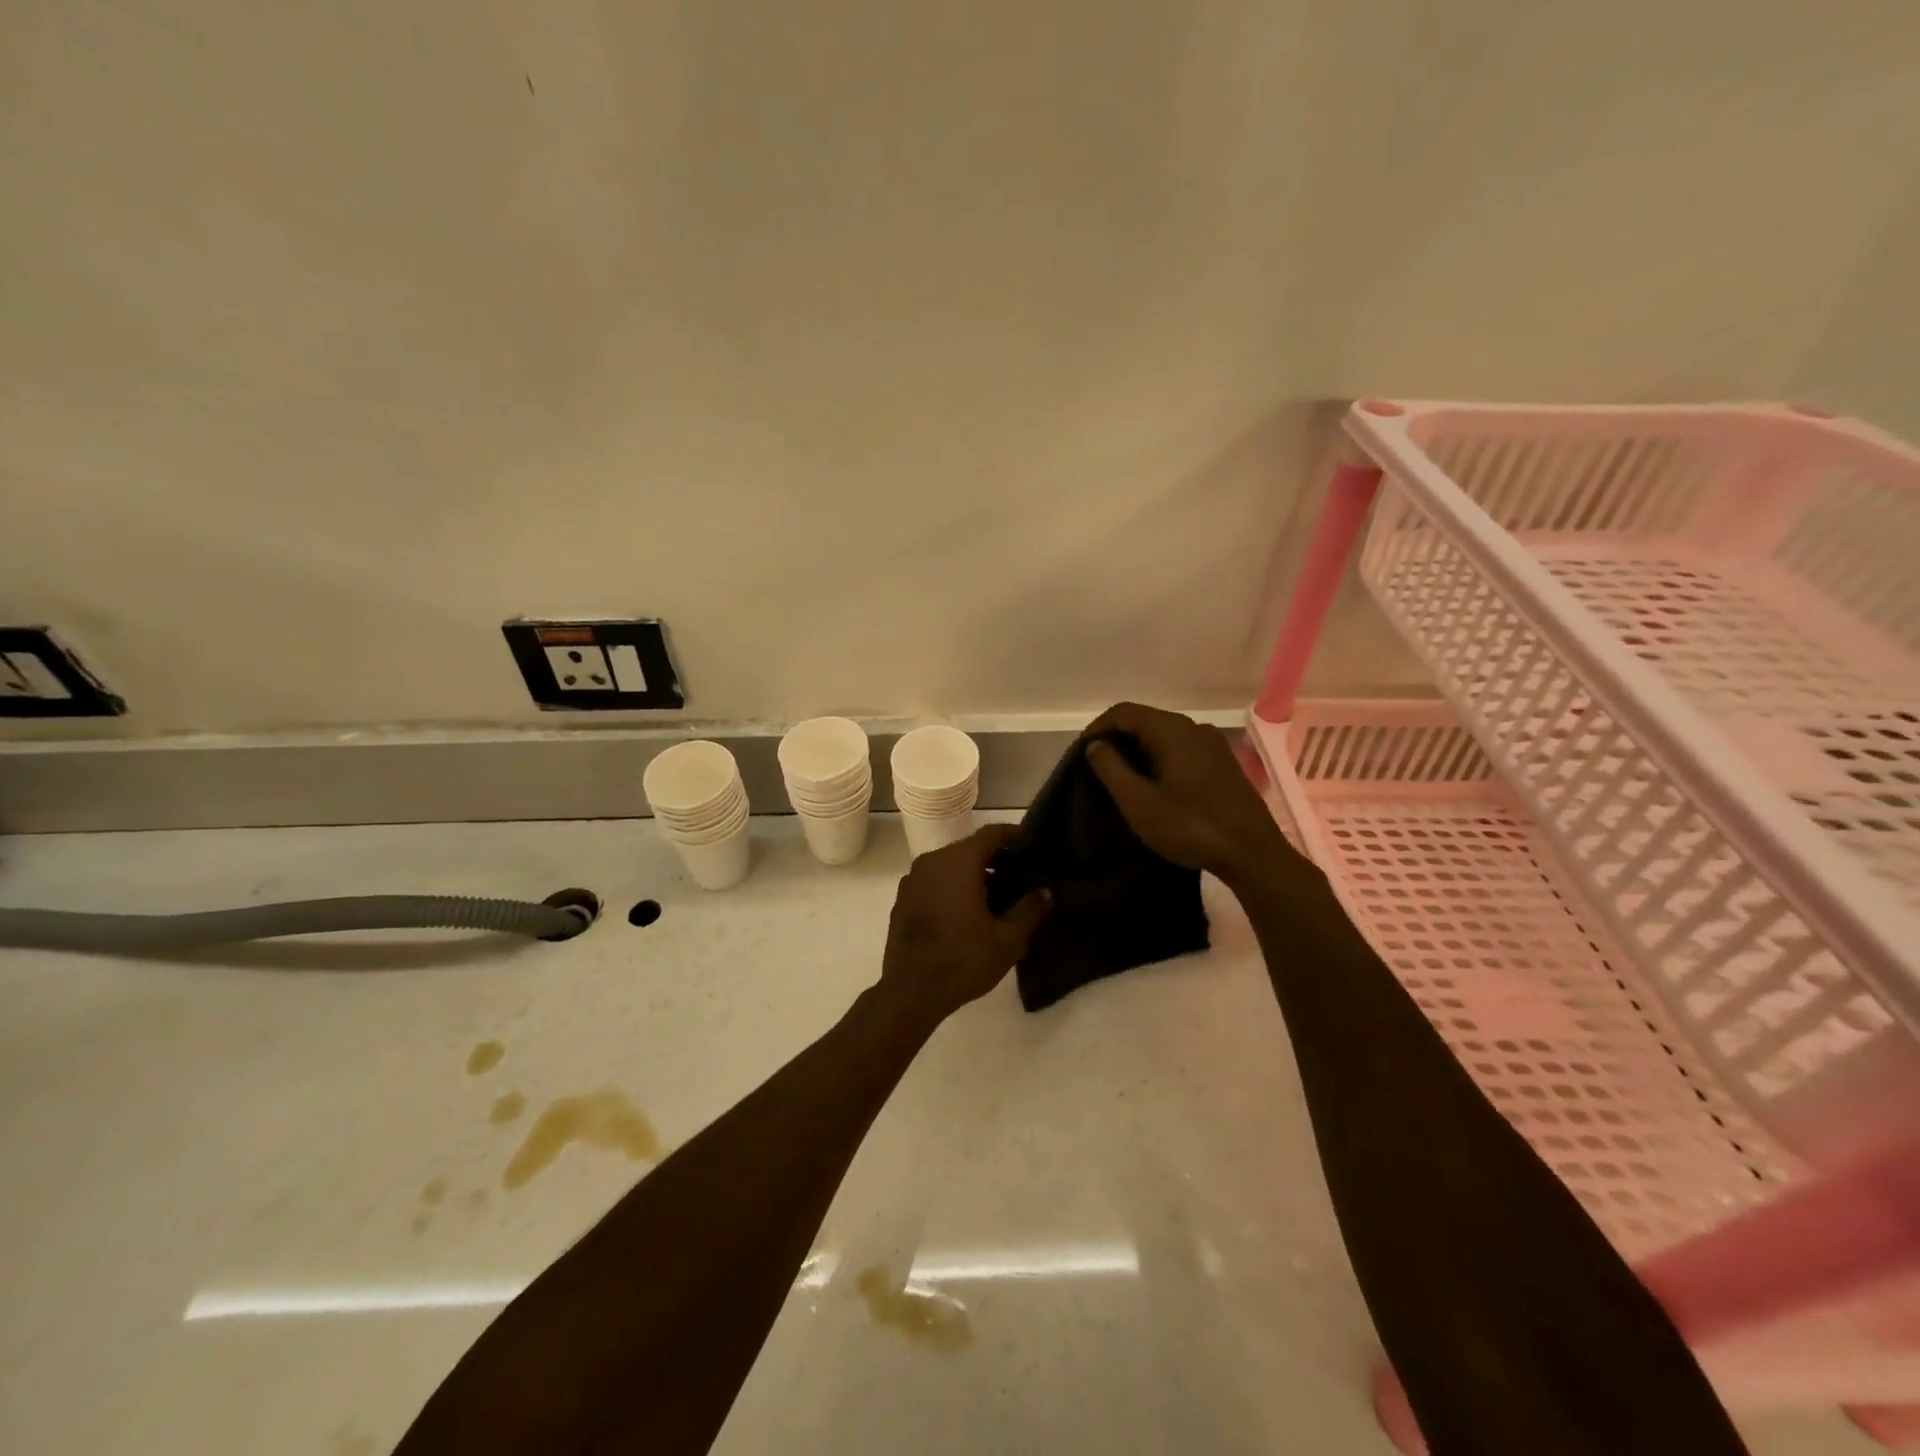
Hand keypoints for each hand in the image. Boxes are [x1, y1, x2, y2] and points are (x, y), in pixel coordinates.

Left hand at [878, 825, 1050, 1026]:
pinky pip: (934, 881)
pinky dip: (952, 886)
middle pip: (969, 848)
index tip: (1030, 842)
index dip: (1012, 834)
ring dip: (973, 873)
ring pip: (950, 865)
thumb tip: (1045, 891)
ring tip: (997, 895)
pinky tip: (967, 911)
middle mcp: (932, 861)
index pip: (990, 834)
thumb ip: (1029, 910)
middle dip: (995, 857)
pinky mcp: (903, 899)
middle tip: (1019, 873)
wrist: (910, 992)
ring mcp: (913, 880)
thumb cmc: (963, 961)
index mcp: (958, 862)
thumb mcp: (1007, 940)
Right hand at [1083, 702, 1297, 885]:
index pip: (1124, 712)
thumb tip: (1096, 744)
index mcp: (1172, 730)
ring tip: (1120, 779)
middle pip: (1145, 720)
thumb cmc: (1190, 826)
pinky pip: (1181, 749)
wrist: (1252, 853)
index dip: (1098, 728)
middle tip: (1096, 768)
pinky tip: (1152, 785)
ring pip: (1163, 735)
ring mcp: (1212, 745)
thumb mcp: (1138, 801)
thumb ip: (1110, 768)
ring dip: (1137, 750)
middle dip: (1116, 739)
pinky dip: (1158, 758)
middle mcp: (1194, 727)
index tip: (1081, 753)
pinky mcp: (1222, 763)